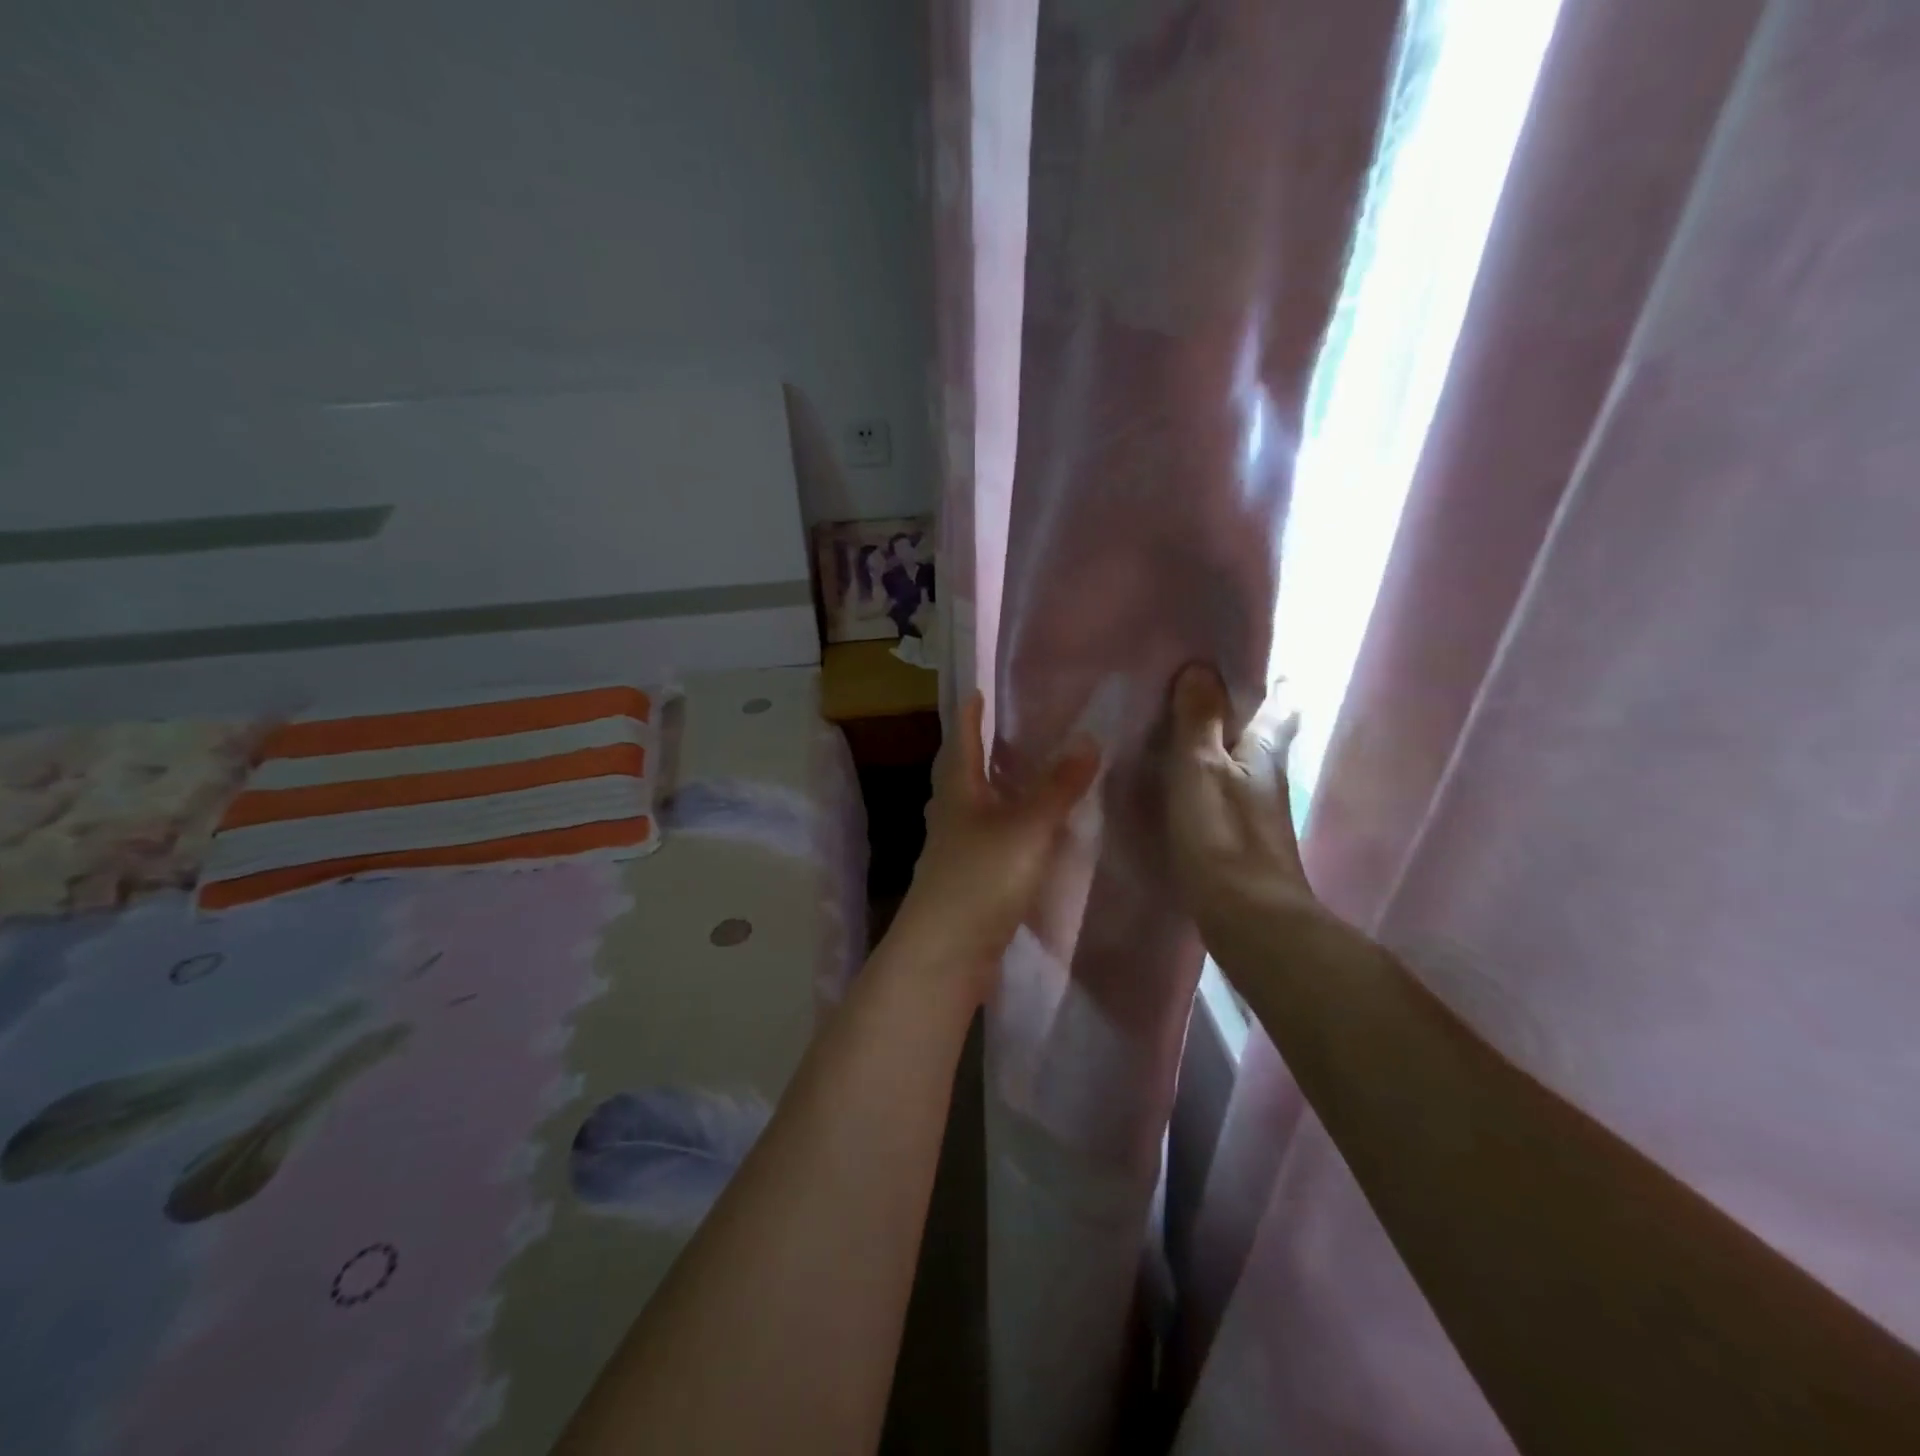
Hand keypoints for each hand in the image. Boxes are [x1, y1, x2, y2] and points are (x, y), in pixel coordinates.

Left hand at [887, 692, 1099, 994]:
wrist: (946, 954)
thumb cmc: (980, 879)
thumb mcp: (1027, 828)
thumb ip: (1058, 787)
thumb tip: (1088, 739)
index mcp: (958, 791)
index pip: (962, 741)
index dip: (970, 715)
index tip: (978, 691)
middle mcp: (952, 815)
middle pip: (965, 774)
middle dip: (983, 752)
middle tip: (1015, 732)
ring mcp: (957, 851)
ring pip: (979, 810)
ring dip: (999, 791)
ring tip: (1031, 778)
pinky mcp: (970, 883)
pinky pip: (992, 843)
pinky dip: (1011, 829)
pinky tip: (1035, 836)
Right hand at [1163, 663, 1319, 936]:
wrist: (1249, 920)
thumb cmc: (1224, 836)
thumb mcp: (1201, 769)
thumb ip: (1198, 720)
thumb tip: (1200, 667)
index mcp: (1264, 750)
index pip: (1279, 703)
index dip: (1268, 680)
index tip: (1236, 660)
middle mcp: (1266, 774)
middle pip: (1260, 731)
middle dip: (1237, 708)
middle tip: (1195, 686)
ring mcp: (1254, 808)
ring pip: (1238, 761)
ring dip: (1216, 741)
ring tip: (1177, 724)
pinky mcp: (1237, 836)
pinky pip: (1220, 789)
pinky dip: (1202, 775)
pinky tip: (1177, 779)